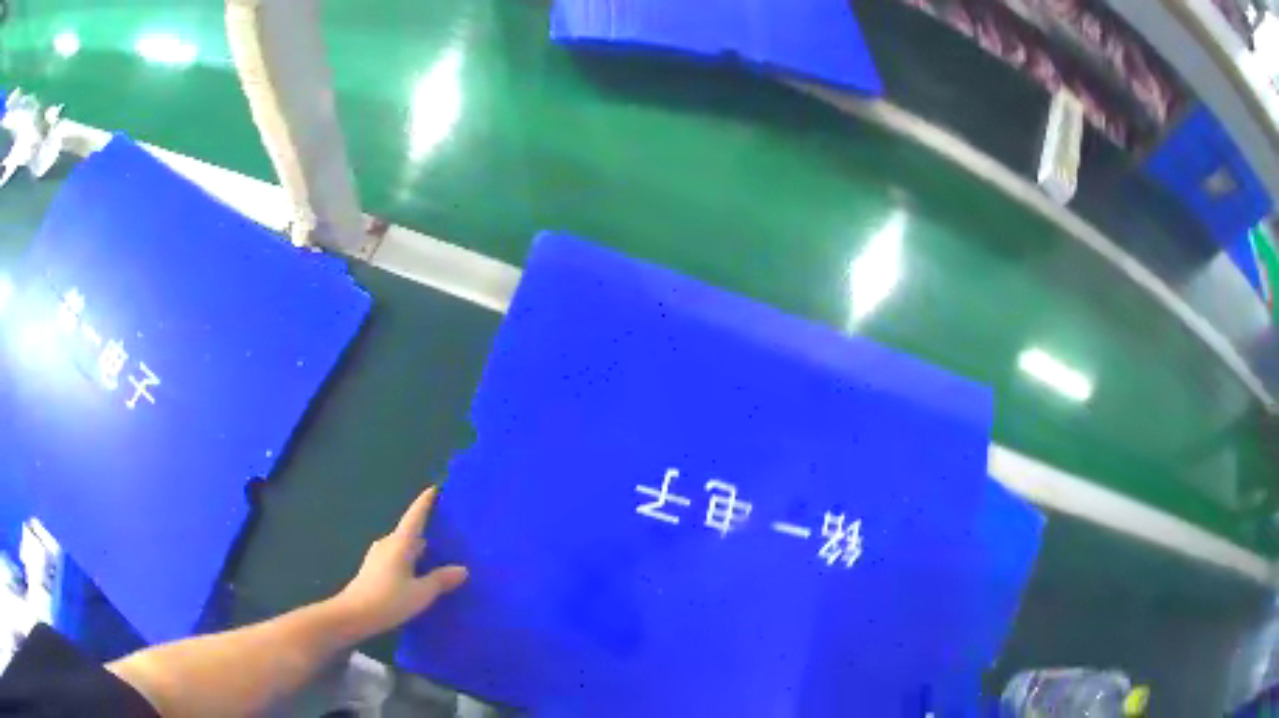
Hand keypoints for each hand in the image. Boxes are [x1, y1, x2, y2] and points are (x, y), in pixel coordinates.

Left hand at [331, 487, 467, 638]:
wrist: (353, 615)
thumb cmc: (388, 600)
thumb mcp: (420, 593)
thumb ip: (441, 580)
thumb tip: (462, 569)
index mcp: (400, 543)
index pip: (415, 516)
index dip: (425, 502)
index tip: (436, 488)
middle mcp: (388, 543)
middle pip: (411, 532)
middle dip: (429, 532)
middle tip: (452, 536)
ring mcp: (378, 556)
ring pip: (404, 547)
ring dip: (420, 550)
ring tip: (440, 559)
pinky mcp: (374, 569)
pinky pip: (398, 558)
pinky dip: (411, 562)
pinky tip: (420, 576)